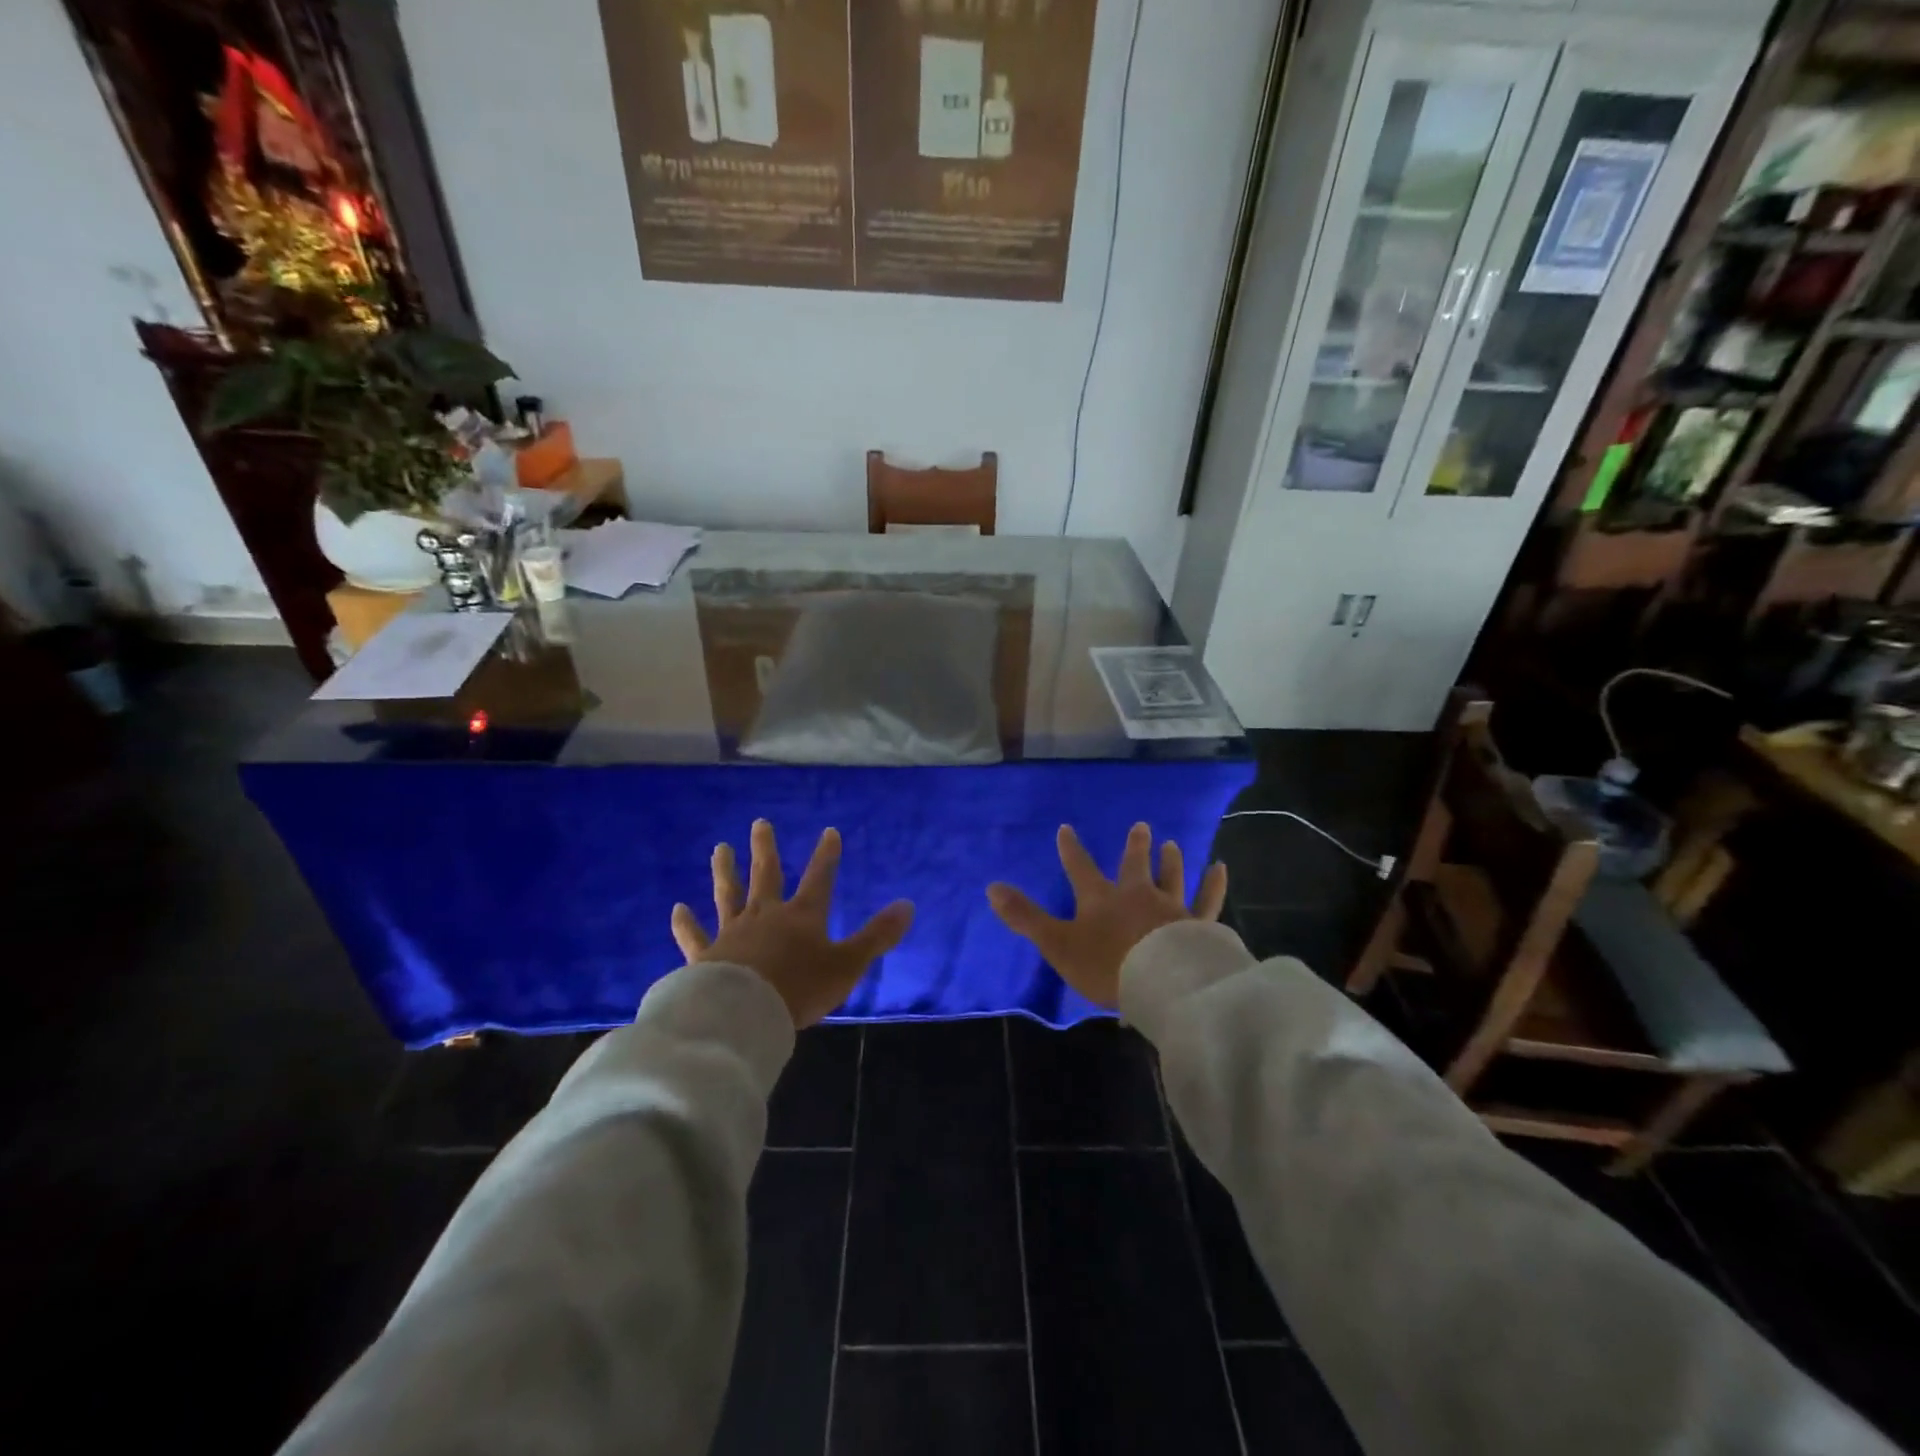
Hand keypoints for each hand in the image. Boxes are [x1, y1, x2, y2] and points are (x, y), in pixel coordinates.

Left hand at [671, 820, 914, 1028]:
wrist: (745, 1014)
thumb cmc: (800, 988)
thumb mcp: (848, 964)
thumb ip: (877, 936)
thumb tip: (908, 905)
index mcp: (802, 917)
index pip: (819, 878)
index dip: (826, 856)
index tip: (829, 832)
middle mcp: (766, 916)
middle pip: (766, 875)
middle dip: (766, 849)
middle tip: (759, 823)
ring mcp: (733, 933)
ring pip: (728, 895)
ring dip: (725, 871)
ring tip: (720, 848)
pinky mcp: (706, 956)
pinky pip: (694, 936)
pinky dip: (685, 923)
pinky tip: (677, 909)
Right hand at [987, 823, 1227, 1008]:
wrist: (1161, 983)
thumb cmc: (1107, 964)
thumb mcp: (1058, 944)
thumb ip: (1026, 917)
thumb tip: (991, 887)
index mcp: (1100, 899)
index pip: (1080, 868)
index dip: (1071, 849)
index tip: (1066, 829)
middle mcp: (1136, 895)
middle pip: (1134, 865)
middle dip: (1135, 847)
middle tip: (1142, 825)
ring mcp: (1170, 908)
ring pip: (1171, 877)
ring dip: (1170, 861)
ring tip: (1173, 843)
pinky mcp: (1197, 925)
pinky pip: (1207, 900)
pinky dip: (1213, 884)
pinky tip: (1220, 868)